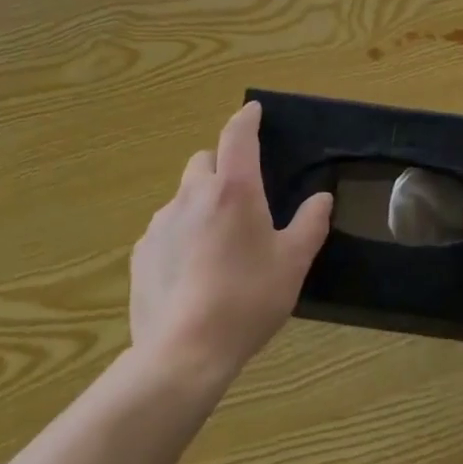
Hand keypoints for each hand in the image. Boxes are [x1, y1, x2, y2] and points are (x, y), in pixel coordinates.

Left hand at [130, 102, 333, 384]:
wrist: (183, 352)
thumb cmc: (247, 300)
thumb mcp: (293, 263)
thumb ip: (311, 224)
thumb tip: (321, 198)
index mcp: (233, 189)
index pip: (237, 135)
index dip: (246, 118)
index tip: (253, 111)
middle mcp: (193, 195)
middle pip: (204, 161)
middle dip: (221, 167)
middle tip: (240, 198)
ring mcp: (161, 222)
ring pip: (183, 196)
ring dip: (200, 204)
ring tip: (216, 242)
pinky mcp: (141, 252)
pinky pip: (164, 230)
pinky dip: (179, 236)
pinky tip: (191, 271)